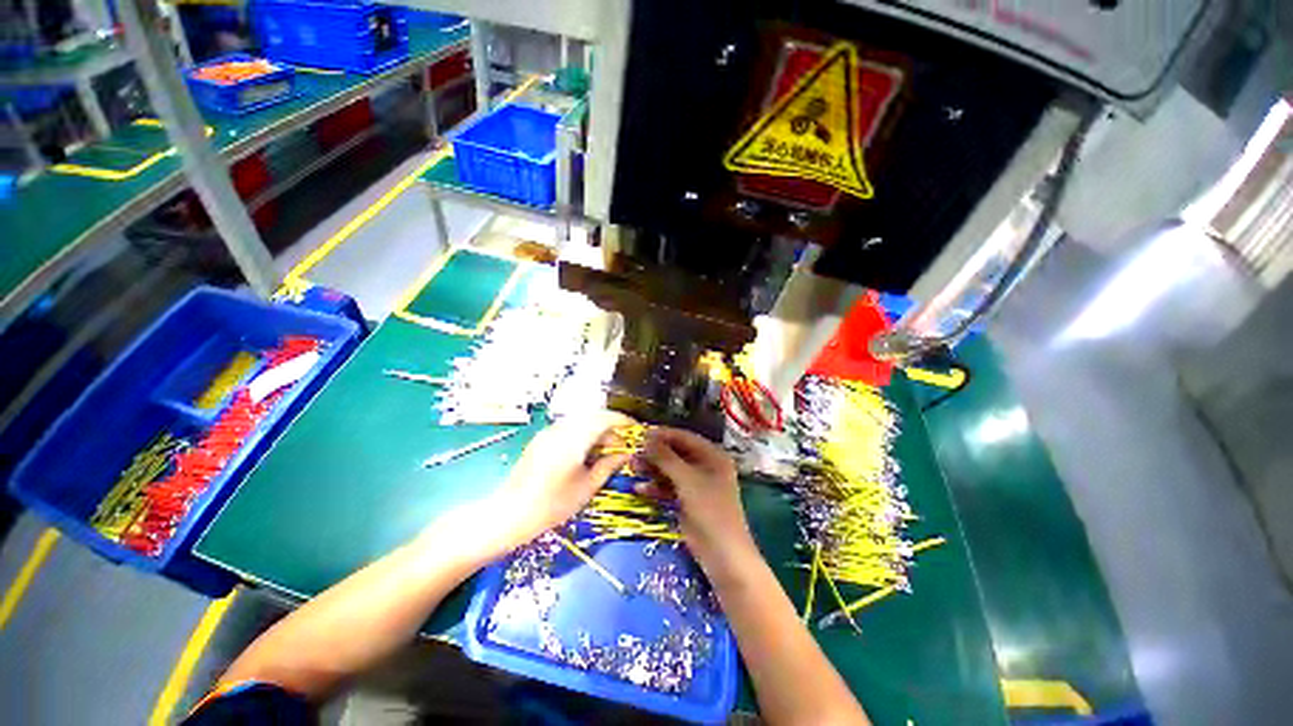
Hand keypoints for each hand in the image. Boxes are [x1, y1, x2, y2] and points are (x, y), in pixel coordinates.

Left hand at [443, 411, 633, 560]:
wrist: (508, 514)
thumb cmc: (551, 505)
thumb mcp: (586, 487)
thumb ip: (608, 465)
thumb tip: (627, 453)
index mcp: (574, 439)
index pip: (605, 418)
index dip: (624, 421)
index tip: (637, 430)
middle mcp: (561, 428)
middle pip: (594, 416)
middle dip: (612, 425)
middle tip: (624, 443)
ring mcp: (549, 432)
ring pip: (582, 421)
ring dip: (598, 429)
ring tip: (609, 449)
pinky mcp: (542, 438)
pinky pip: (570, 428)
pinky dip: (585, 433)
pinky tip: (589, 451)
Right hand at [638, 427, 758, 577]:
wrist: (723, 554)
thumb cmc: (710, 509)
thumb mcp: (687, 479)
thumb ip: (666, 457)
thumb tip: (647, 437)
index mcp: (713, 456)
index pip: (685, 437)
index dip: (663, 434)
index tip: (641, 433)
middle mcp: (705, 466)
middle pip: (676, 453)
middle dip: (655, 453)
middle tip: (633, 452)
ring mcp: (696, 484)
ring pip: (670, 471)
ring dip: (653, 469)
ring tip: (633, 467)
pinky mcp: (687, 501)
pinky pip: (669, 488)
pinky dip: (656, 487)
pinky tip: (639, 488)